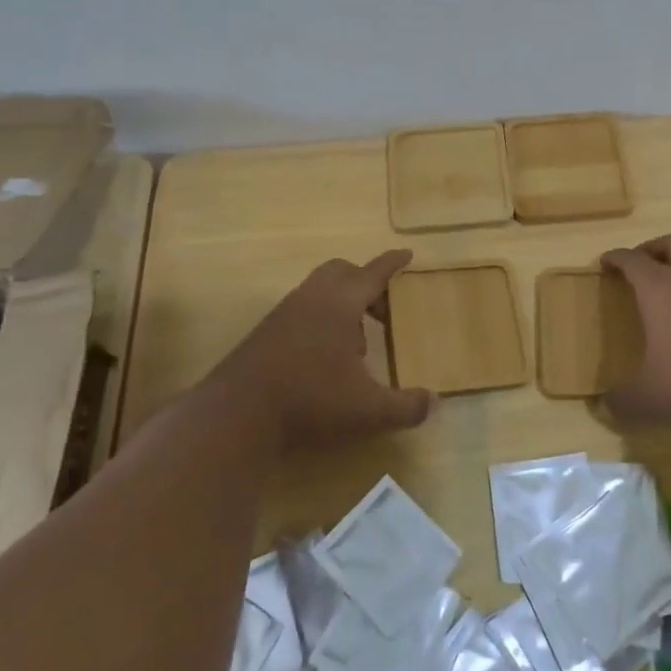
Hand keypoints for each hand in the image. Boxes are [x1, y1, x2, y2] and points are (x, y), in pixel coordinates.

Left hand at [197, 250, 432, 452]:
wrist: (236, 416)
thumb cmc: (309, 401)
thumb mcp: (367, 410)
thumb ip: (406, 406)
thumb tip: (434, 401)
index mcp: (340, 304)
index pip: (373, 272)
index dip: (393, 263)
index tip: (407, 254)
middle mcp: (311, 298)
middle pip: (342, 271)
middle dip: (366, 283)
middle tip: (383, 311)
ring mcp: (284, 313)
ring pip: (319, 291)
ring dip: (342, 305)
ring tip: (356, 345)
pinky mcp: (265, 332)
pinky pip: (301, 310)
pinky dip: (320, 320)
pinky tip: (324, 359)